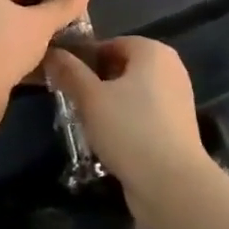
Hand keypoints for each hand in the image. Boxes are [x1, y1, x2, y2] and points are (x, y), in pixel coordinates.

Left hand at [0, 0, 92, 132]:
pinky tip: (32, 73)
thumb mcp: (42, 23)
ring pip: (1, 30)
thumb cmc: (4, 44)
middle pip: (11, 6)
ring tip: (50, 58)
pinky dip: (8, 58)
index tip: (65, 19)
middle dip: (35, 21)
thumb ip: (65, 3)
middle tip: (60, 39)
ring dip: (23, 42)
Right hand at [44, 38, 210, 228]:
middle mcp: (169, 68)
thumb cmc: (130, 129)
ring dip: (107, 104)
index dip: (83, 58)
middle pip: (121, 68)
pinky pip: (142, 114)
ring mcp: (176, 98)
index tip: (61, 78)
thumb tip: (52, 52)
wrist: (172, 184)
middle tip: (69, 100)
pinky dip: (124, 121)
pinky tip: (106, 140)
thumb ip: (70, 73)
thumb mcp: (91, 99)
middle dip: (94, 83)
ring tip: (83, 122)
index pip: (109, 44)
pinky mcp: (176, 127)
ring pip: (130, 93)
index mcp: (153, 51)